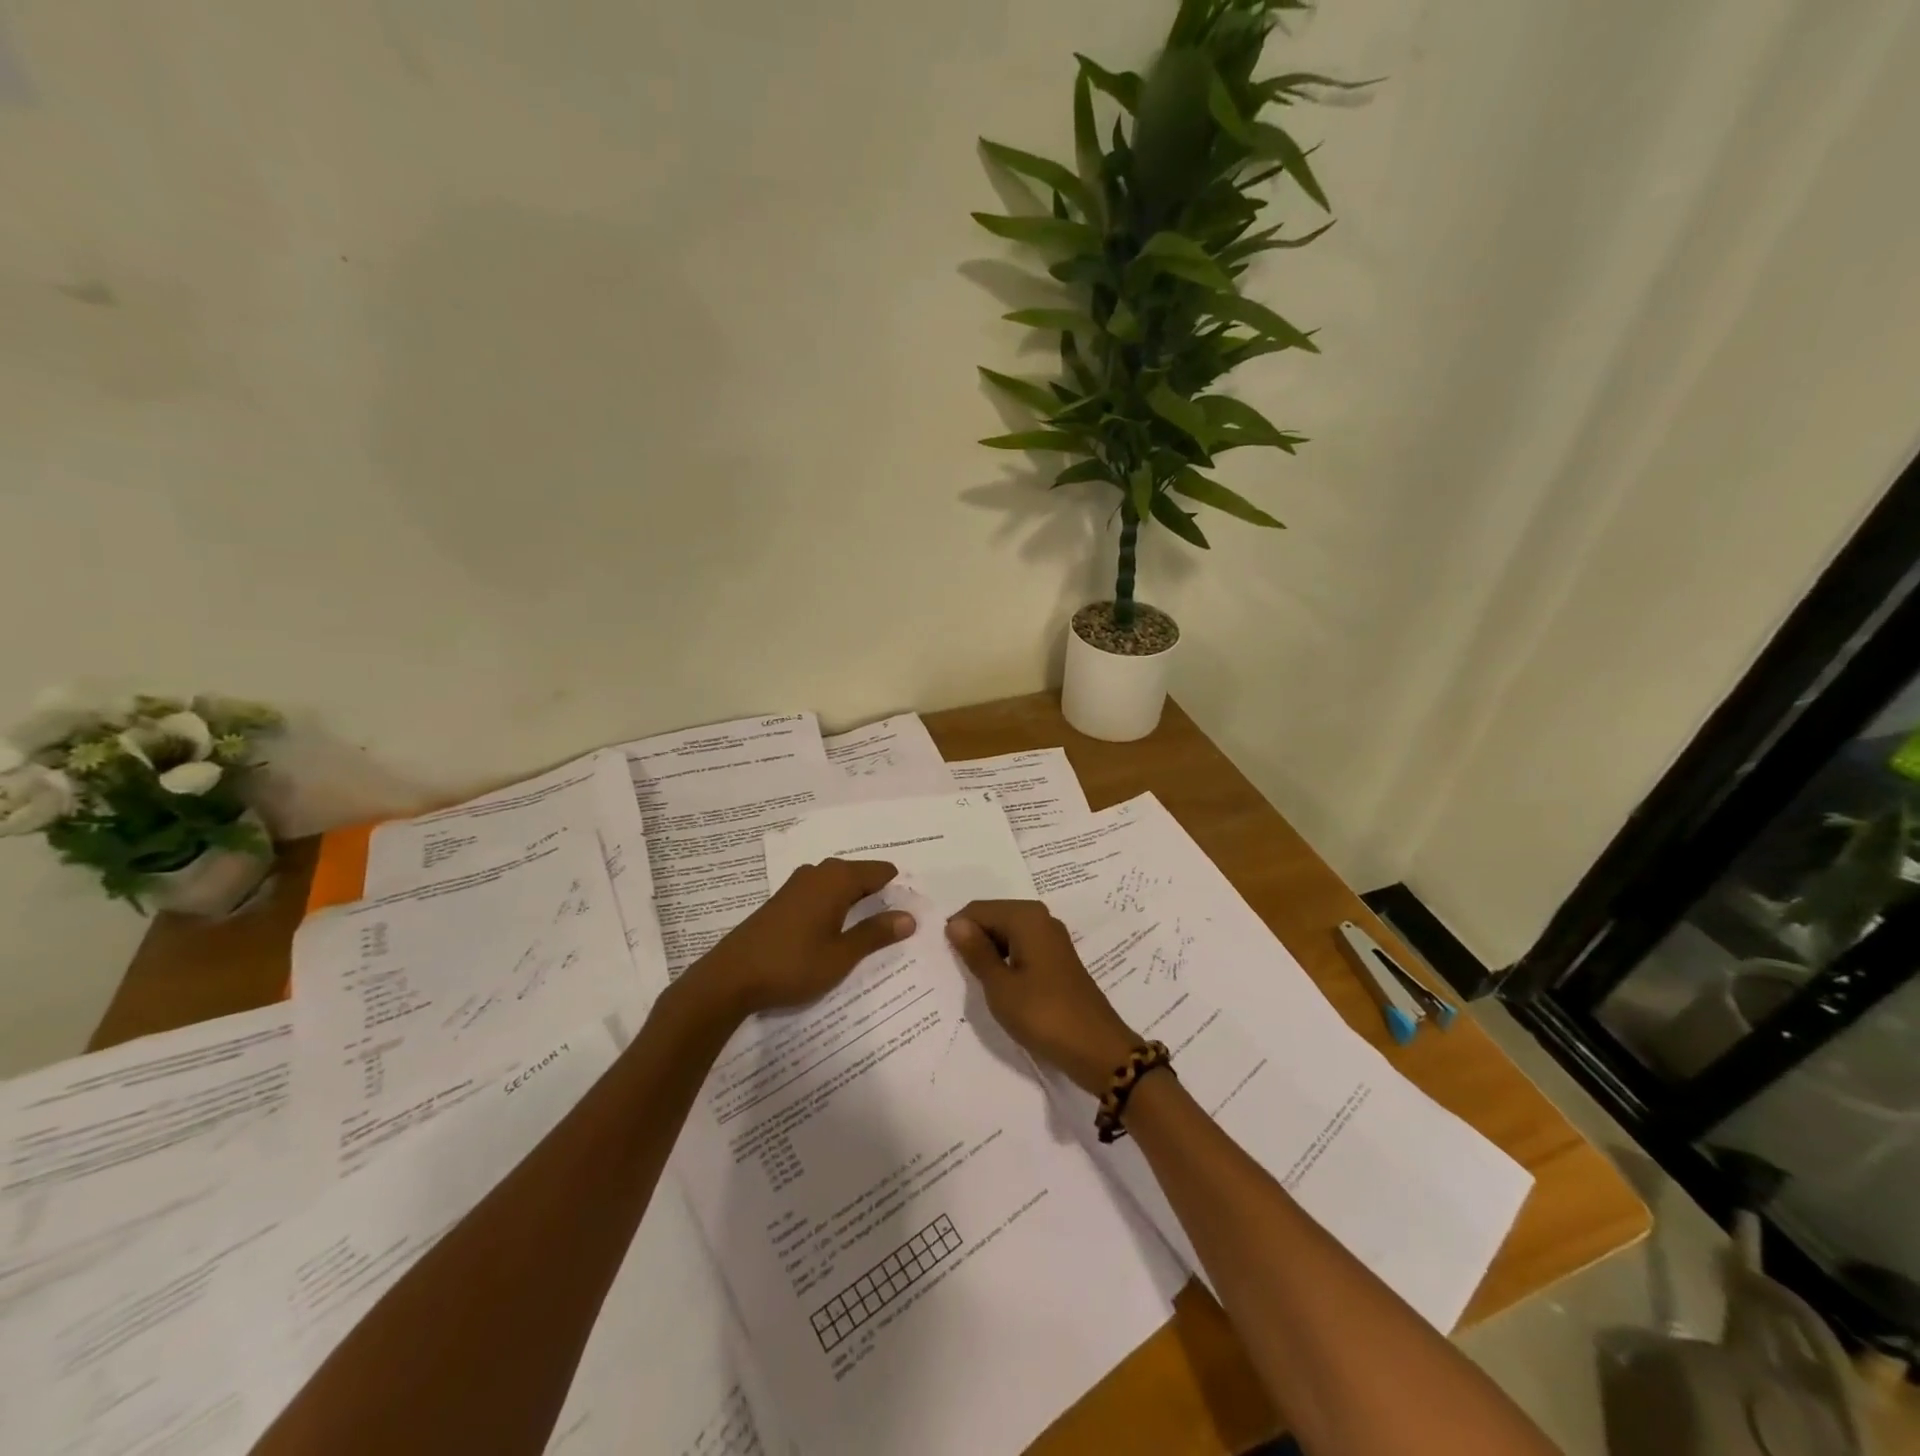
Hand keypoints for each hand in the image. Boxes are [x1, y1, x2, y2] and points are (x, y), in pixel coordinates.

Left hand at [690, 859, 915, 1021]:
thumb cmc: (792, 965)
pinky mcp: (782, 901)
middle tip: (897, 923)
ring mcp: (796, 885)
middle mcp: (817, 873)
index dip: (898, 889)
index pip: (880, 871)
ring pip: (838, 885)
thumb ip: (876, 934)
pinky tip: (837, 931)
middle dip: (878, 895)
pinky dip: (835, 908)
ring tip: (871, 930)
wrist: (729, 979)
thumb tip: (909, 917)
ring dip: (856, 902)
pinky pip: (820, 894)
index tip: (912, 910)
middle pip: (859, 875)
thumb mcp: (841, 955)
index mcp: (836, 879)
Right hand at [945, 900, 1141, 1094]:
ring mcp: (1052, 938)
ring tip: (980, 984)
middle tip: (962, 975)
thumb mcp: (1000, 986)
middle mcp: (1040, 918)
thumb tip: (955, 923)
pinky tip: (1001, 987)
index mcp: (1026, 917)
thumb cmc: (1043, 1015)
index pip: (977, 910)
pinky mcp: (1057, 958)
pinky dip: (1007, 961)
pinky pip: (1022, 947)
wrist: (1097, 1049)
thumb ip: (976, 952)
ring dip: (990, 954)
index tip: (948, 962)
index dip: (958, 932)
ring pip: (1007, 934)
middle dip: (974, 941)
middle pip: (993, 917)